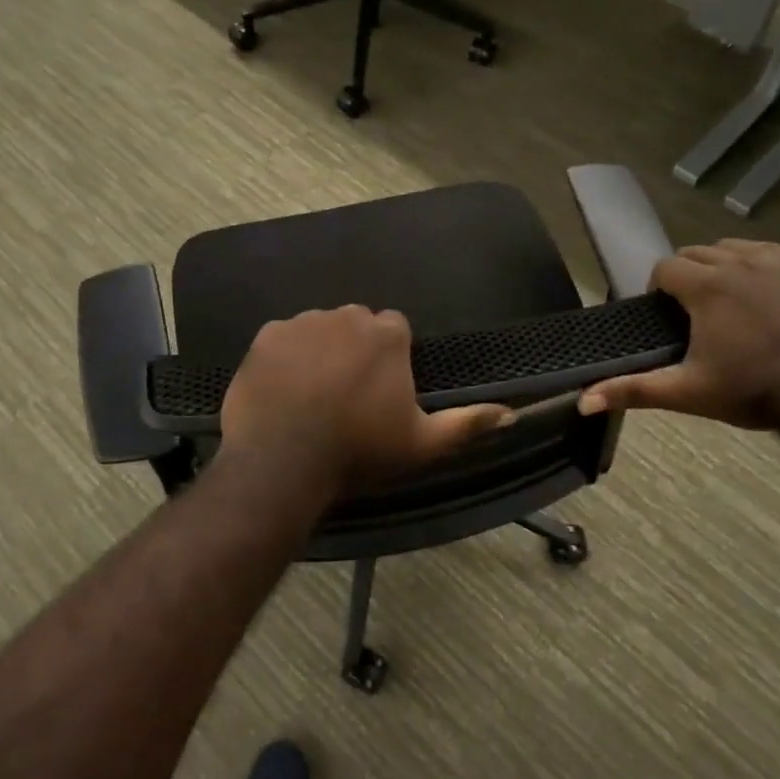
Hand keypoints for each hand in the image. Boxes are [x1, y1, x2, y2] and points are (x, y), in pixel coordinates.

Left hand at [221, 306, 513, 494]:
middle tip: (348, 394)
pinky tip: (283, 389)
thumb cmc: (359, 451)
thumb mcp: (422, 444)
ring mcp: (303, 323)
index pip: (395, 329)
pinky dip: (286, 356)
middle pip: (357, 325)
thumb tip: (513, 414)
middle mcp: (346, 316)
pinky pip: (284, 338)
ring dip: (321, 350)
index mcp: (386, 335)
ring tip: (313, 394)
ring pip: (319, 328)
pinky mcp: (266, 335)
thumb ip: (468, 423)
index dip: (390, 358)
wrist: (283, 461)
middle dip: (356, 349)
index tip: (381, 390)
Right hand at [577, 241, 779, 428]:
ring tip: (727, 301)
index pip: (665, 267)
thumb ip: (633, 390)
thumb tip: (582, 401)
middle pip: (696, 252)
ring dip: (720, 266)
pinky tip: (761, 294)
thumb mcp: (686, 392)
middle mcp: (739, 262)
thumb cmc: (751, 391)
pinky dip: (756, 264)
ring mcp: (778, 262)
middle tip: (694, 313)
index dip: (659, 289)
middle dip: (687, 276)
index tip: (667, 316)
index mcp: (706, 287)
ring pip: (732, 247)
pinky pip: (769, 251)